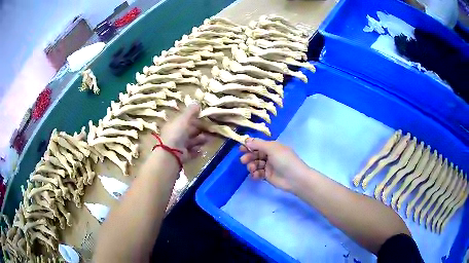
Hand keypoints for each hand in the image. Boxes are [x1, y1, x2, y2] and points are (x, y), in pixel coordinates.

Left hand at [159, 103, 208, 161]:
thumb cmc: (176, 133)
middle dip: (198, 130)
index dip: (192, 119)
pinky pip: (191, 153)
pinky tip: (201, 150)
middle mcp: (175, 136)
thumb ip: (191, 111)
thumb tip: (197, 103)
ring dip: (199, 141)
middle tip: (209, 129)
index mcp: (173, 125)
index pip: (183, 121)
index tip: (202, 117)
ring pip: (191, 142)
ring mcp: (178, 147)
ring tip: (207, 140)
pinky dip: (197, 151)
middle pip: (188, 132)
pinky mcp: (182, 157)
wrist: (171, 153)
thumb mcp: (183, 119)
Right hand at [239, 138, 309, 191]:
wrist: (295, 178)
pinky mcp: (268, 176)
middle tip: (244, 160)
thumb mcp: (272, 149)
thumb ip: (258, 144)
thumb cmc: (285, 160)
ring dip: (251, 166)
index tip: (241, 148)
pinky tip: (256, 175)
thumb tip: (246, 140)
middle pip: (255, 154)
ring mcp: (269, 166)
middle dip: (249, 156)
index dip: (249, 146)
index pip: (258, 144)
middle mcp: (270, 155)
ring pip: (255, 164)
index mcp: (272, 147)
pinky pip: (258, 173)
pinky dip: (255, 174)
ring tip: (252, 169)